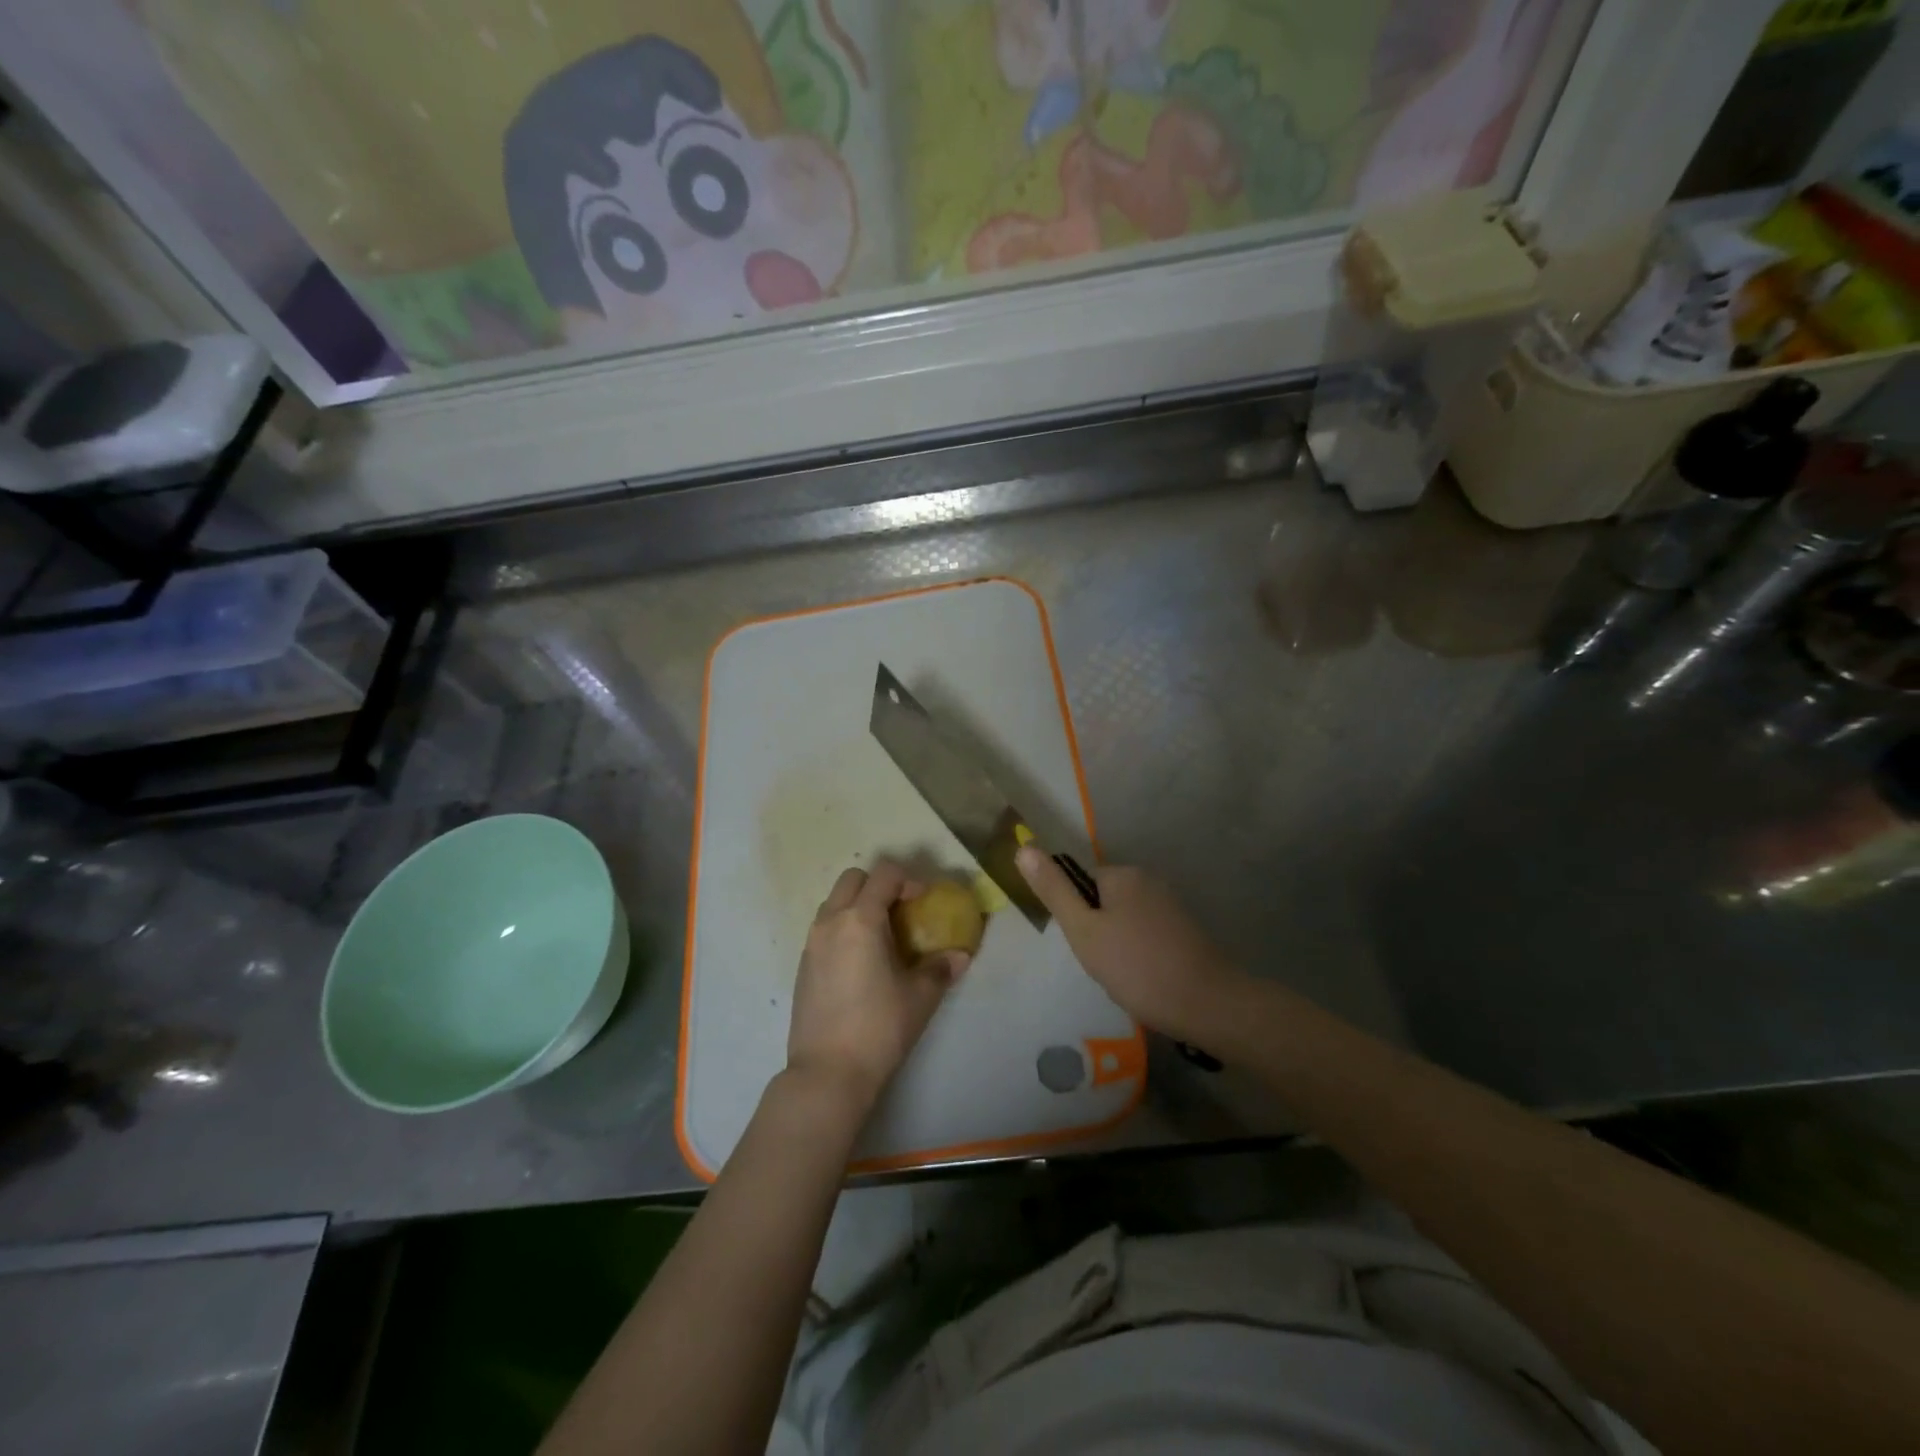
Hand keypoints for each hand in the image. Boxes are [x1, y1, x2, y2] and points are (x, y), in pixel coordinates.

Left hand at [787, 860, 968, 1112]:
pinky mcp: (803, 965)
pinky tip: (860, 962)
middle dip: (879, 885)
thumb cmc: (879, 1028)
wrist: (827, 1073)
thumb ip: (940, 968)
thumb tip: (960, 955)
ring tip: (881, 937)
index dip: (909, 880)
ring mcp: (811, 943)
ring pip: (834, 901)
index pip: (884, 874)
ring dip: (858, 905)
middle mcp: (831, 921)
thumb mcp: (920, 997)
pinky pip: (824, 928)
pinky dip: (843, 928)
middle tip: (901, 912)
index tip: (924, 902)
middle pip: (853, 878)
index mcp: (861, 920)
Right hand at [1016, 849, 1242, 1043]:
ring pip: (1124, 922)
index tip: (1086, 947)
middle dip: (1097, 934)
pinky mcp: (1186, 930)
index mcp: (1123, 874)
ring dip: (1118, 947)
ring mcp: (1171, 905)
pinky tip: (1146, 980)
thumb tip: (1023, 848)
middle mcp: (1149, 880)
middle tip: (1104, 966)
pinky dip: (1140, 955)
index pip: (1080, 885)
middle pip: (1103, 903)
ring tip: (1126, 977)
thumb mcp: (1084, 931)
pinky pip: (1147, 935)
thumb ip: (1053, 891)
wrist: (1208, 1004)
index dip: (1076, 918)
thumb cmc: (1137, 966)